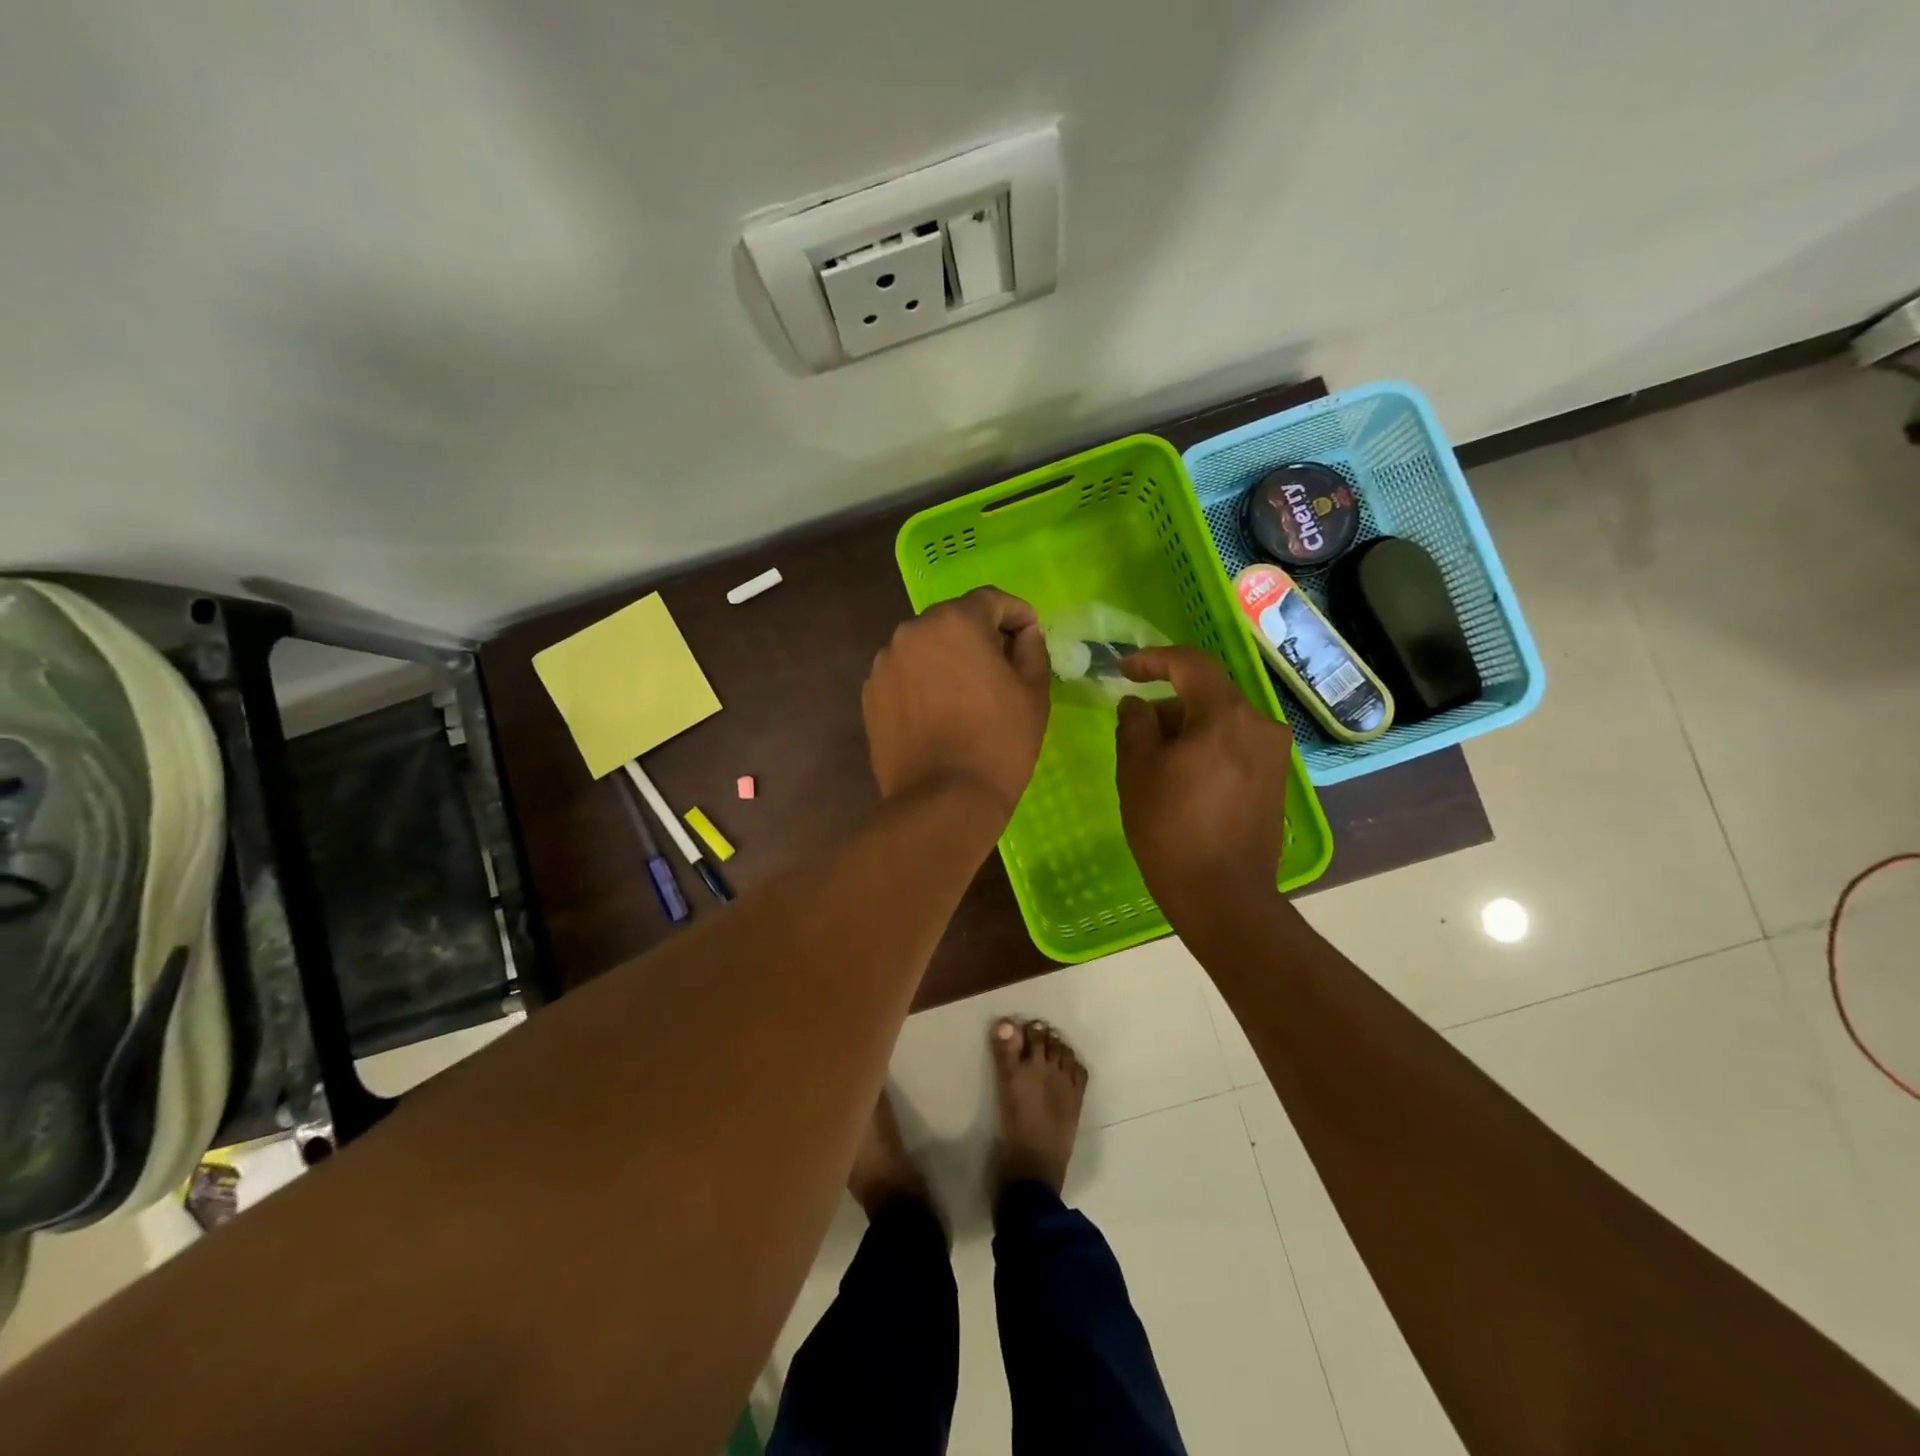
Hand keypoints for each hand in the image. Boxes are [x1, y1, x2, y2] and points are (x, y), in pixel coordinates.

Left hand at [863, 587, 1050, 819]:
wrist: (943, 799)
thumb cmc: (999, 742)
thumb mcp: (1033, 691)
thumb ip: (1032, 648)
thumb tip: (1025, 633)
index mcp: (955, 621)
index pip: (991, 600)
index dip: (1017, 615)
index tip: (1030, 636)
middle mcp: (912, 631)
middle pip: (954, 621)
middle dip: (980, 636)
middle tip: (1002, 668)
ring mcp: (885, 663)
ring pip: (925, 648)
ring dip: (947, 659)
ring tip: (966, 696)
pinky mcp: (871, 694)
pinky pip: (905, 675)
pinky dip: (923, 683)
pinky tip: (938, 714)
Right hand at [1115, 647, 1292, 924]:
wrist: (1223, 894)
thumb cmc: (1170, 829)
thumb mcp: (1136, 771)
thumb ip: (1134, 724)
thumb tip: (1137, 703)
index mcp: (1224, 715)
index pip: (1190, 664)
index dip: (1153, 660)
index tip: (1124, 670)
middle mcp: (1259, 723)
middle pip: (1208, 693)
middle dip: (1168, 702)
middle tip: (1135, 729)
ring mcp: (1274, 752)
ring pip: (1222, 720)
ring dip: (1188, 726)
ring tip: (1156, 760)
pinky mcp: (1276, 778)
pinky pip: (1237, 744)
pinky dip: (1208, 746)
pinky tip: (1185, 777)